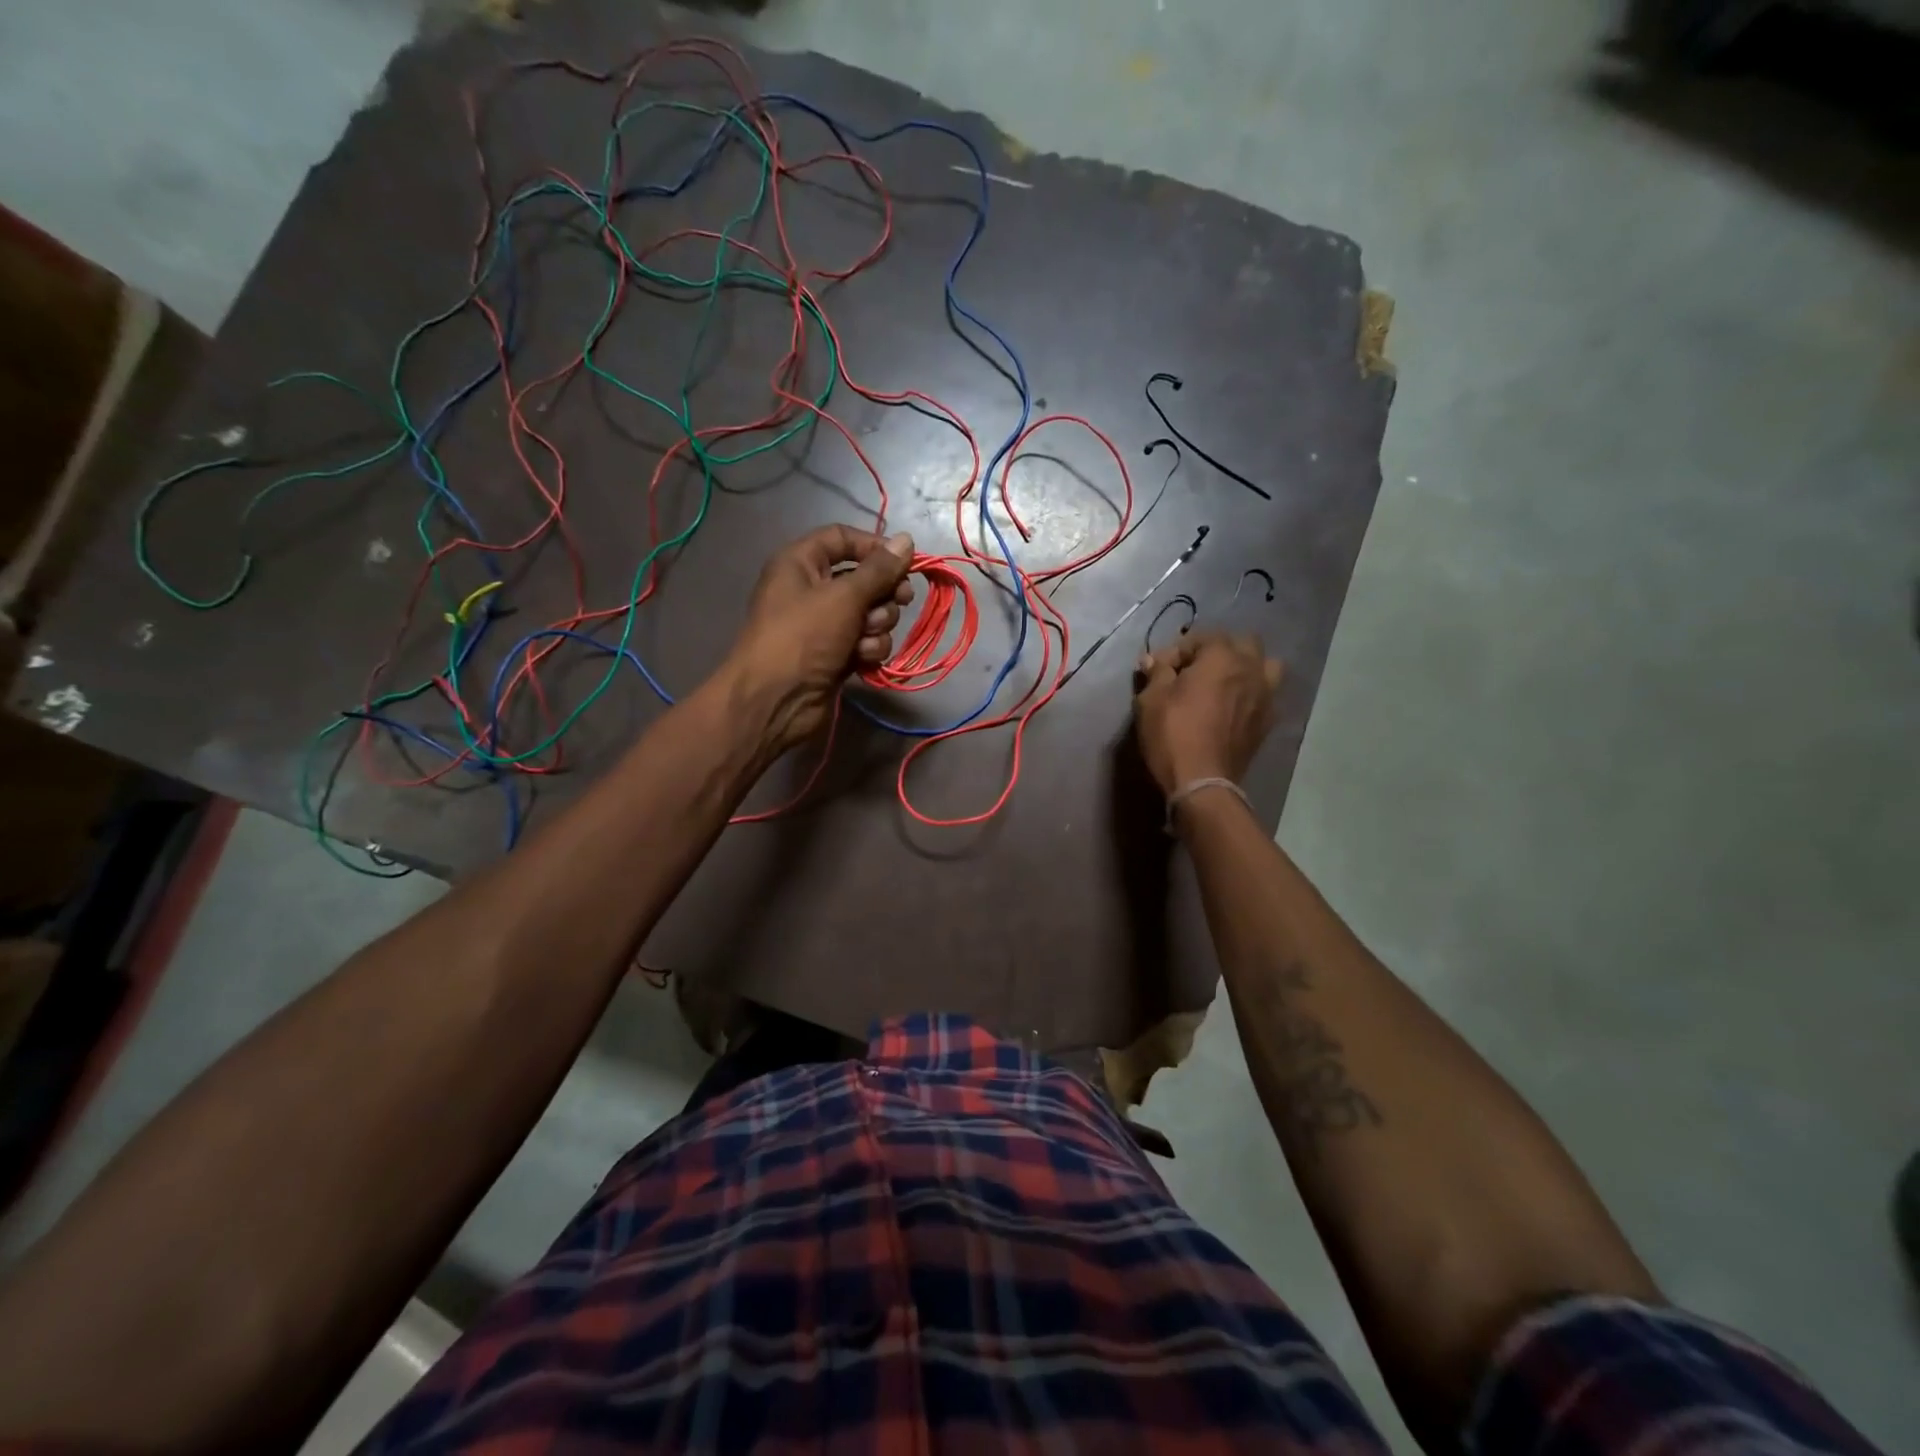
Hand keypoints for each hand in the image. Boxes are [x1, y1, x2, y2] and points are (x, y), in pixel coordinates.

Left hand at [726, 524, 915, 755]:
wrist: (776, 701)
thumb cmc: (803, 637)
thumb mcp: (844, 596)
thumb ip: (880, 569)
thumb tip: (907, 540)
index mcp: (801, 563)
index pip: (842, 538)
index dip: (874, 547)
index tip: (905, 562)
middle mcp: (812, 589)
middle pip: (864, 578)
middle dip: (883, 593)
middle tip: (901, 601)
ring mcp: (825, 625)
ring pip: (871, 613)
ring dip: (877, 625)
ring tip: (864, 640)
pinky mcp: (836, 654)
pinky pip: (866, 641)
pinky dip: (869, 649)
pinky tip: (862, 660)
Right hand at [1132, 631, 1283, 796]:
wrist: (1202, 782)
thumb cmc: (1172, 734)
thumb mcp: (1151, 699)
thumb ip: (1156, 672)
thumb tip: (1154, 660)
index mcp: (1222, 657)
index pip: (1201, 637)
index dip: (1177, 650)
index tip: (1158, 669)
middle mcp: (1251, 669)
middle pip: (1242, 643)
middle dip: (1218, 650)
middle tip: (1194, 670)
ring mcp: (1265, 696)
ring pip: (1265, 666)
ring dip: (1246, 668)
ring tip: (1224, 683)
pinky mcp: (1267, 721)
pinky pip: (1265, 695)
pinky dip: (1251, 693)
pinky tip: (1232, 707)